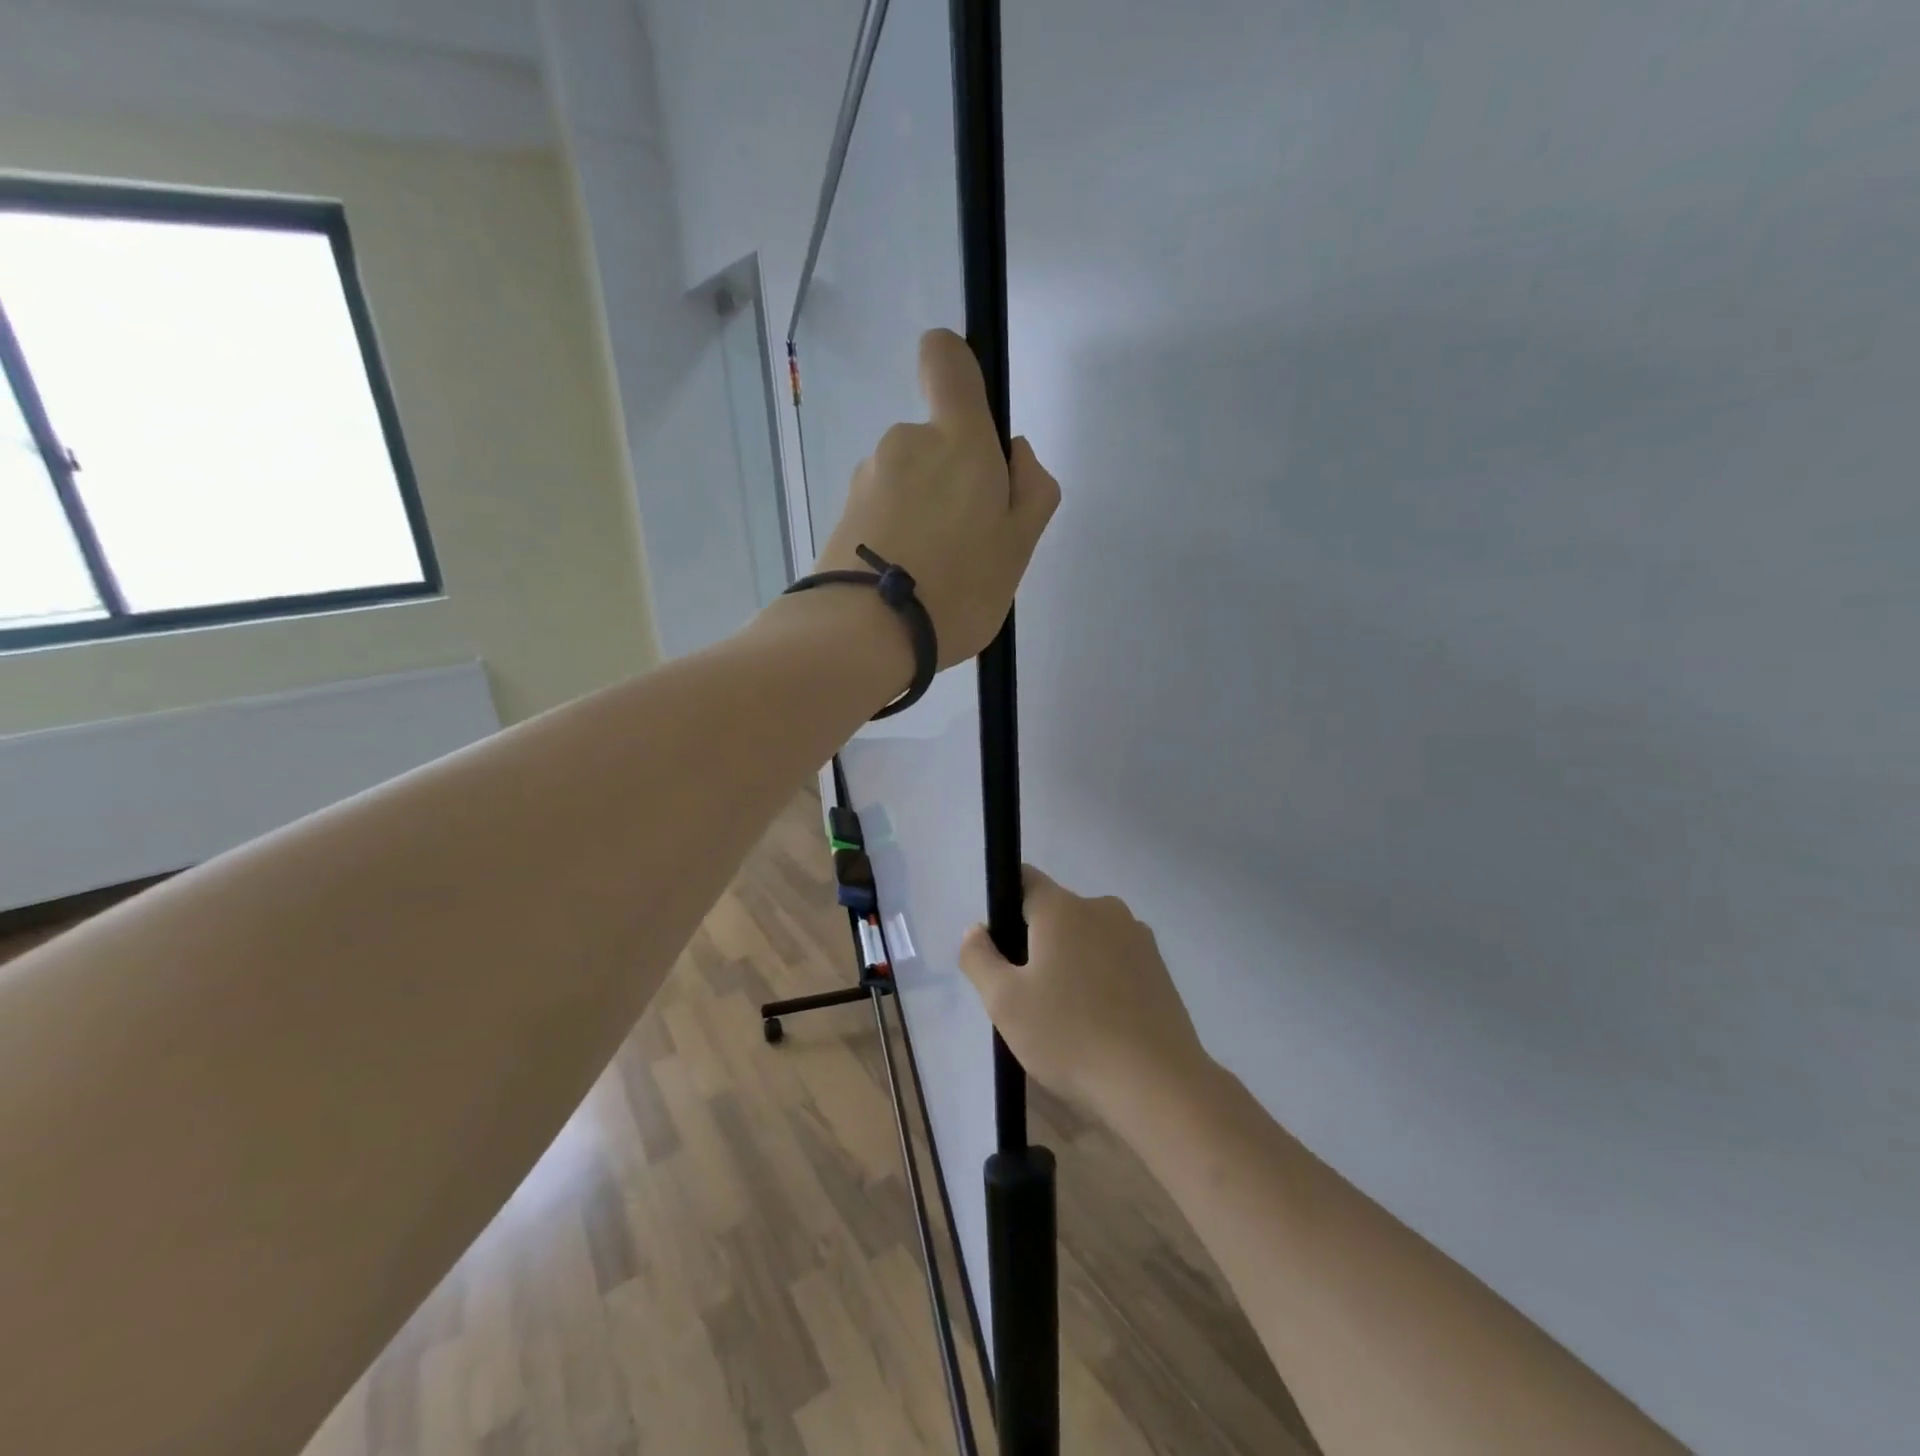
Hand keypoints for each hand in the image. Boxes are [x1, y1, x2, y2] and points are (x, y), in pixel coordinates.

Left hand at [812, 329, 1059, 667]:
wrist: (863, 635)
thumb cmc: (957, 588)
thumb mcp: (1020, 546)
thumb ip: (1032, 489)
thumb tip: (1013, 453)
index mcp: (957, 439)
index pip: (947, 357)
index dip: (960, 372)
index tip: (973, 425)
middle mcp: (905, 442)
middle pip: (936, 440)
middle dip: (956, 480)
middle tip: (969, 545)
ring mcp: (867, 477)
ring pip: (909, 481)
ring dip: (926, 511)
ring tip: (935, 573)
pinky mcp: (842, 513)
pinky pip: (883, 512)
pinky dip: (898, 534)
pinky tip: (906, 581)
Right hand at [959, 867, 1212, 1122]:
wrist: (1157, 1085)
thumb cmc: (1070, 1037)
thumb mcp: (1004, 1002)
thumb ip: (979, 957)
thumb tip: (977, 930)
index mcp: (1063, 908)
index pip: (1025, 880)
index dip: (1005, 906)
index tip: (1000, 948)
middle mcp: (1103, 909)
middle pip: (1056, 913)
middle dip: (1037, 944)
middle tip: (1027, 996)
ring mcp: (1137, 937)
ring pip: (1087, 938)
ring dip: (1071, 963)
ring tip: (1066, 1017)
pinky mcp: (1160, 967)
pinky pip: (1115, 960)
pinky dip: (1101, 980)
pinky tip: (1100, 1024)